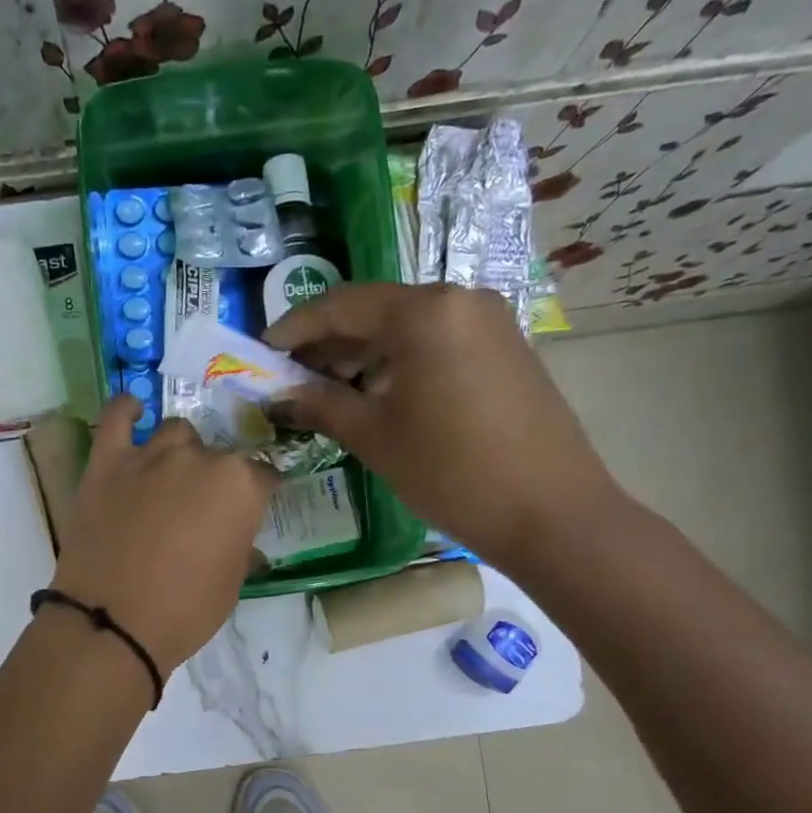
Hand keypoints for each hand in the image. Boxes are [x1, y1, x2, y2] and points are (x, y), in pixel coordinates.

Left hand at [50, 397, 276, 673]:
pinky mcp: (106, 462)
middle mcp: (200, 459)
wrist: (113, 623)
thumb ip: (241, 547)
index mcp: (240, 486)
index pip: (263, 475)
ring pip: (176, 432)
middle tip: (203, 508)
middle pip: (218, 454)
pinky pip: (116, 417)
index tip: (253, 507)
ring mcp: (150, 455)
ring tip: (171, 476)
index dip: (259, 493)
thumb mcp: (232, 584)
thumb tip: (243, 542)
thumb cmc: (186, 611)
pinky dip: (127, 410)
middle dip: (216, 477)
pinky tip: (134, 412)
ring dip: (180, 450)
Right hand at [267, 283, 621, 561]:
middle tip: (292, 379)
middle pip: (376, 311)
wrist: (550, 513)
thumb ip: (321, 405)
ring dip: (363, 354)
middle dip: (329, 343)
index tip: (262, 352)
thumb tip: (278, 396)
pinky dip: (400, 363)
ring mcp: (489, 323)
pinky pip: (437, 343)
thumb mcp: (375, 436)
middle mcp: (460, 299)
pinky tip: (378, 396)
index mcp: (425, 311)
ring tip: (329, 393)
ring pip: (408, 328)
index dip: (294, 328)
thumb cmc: (451, 471)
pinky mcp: (506, 349)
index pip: (341, 305)